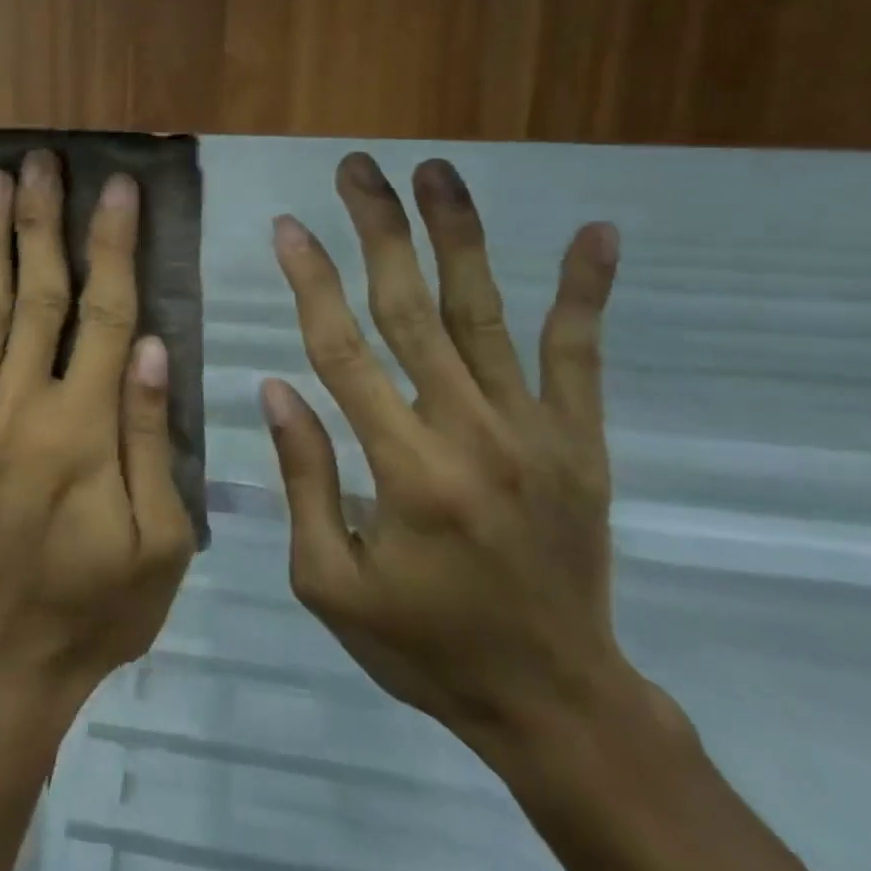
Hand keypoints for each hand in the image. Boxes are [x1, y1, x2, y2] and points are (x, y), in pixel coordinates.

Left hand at [0, 151, 195, 721]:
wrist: (2, 660)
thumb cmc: (97, 605)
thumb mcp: (159, 541)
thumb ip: (152, 438)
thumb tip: (154, 345)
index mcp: (82, 431)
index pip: (106, 314)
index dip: (115, 245)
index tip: (119, 187)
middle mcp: (20, 407)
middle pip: (37, 294)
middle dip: (41, 220)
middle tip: (41, 159)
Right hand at [263, 153, 638, 757]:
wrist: (556, 702)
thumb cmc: (424, 645)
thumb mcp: (329, 583)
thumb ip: (303, 479)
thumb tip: (275, 388)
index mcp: (404, 471)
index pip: (343, 351)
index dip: (310, 282)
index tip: (287, 225)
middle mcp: (470, 434)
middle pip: (411, 310)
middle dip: (379, 231)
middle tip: (358, 169)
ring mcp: (534, 432)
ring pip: (485, 313)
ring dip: (458, 236)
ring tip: (436, 172)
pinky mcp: (580, 441)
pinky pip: (580, 355)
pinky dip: (587, 292)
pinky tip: (595, 232)